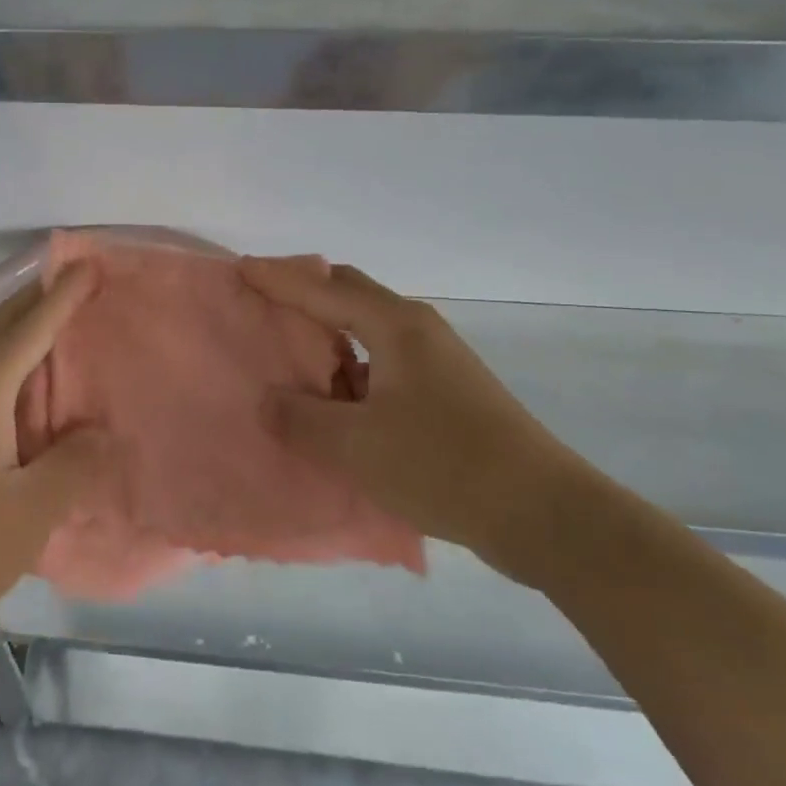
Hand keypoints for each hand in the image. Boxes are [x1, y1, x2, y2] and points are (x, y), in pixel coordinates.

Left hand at [0, 264, 117, 651]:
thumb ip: (74, 465)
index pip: (30, 327)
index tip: (90, 263)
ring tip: (54, 325)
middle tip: (76, 281)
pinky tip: (18, 391)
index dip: (63, 295)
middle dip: (37, 298)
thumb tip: (103, 432)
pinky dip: (4, 364)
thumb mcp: (29, 513)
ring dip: (18, 329)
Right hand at [241, 257, 592, 580]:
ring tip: (289, 354)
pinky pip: (383, 361)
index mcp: (395, 326)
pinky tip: (334, 398)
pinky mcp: (447, 391)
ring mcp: (436, 360)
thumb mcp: (356, 446)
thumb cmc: (443, 466)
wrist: (544, 513)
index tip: (240, 271)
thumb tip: (268, 400)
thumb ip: (301, 419)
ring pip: (367, 329)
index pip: (323, 289)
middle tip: (262, 304)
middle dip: (304, 294)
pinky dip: (350, 367)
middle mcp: (417, 330)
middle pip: (349, 294)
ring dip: (328, 334)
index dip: (278, 280)